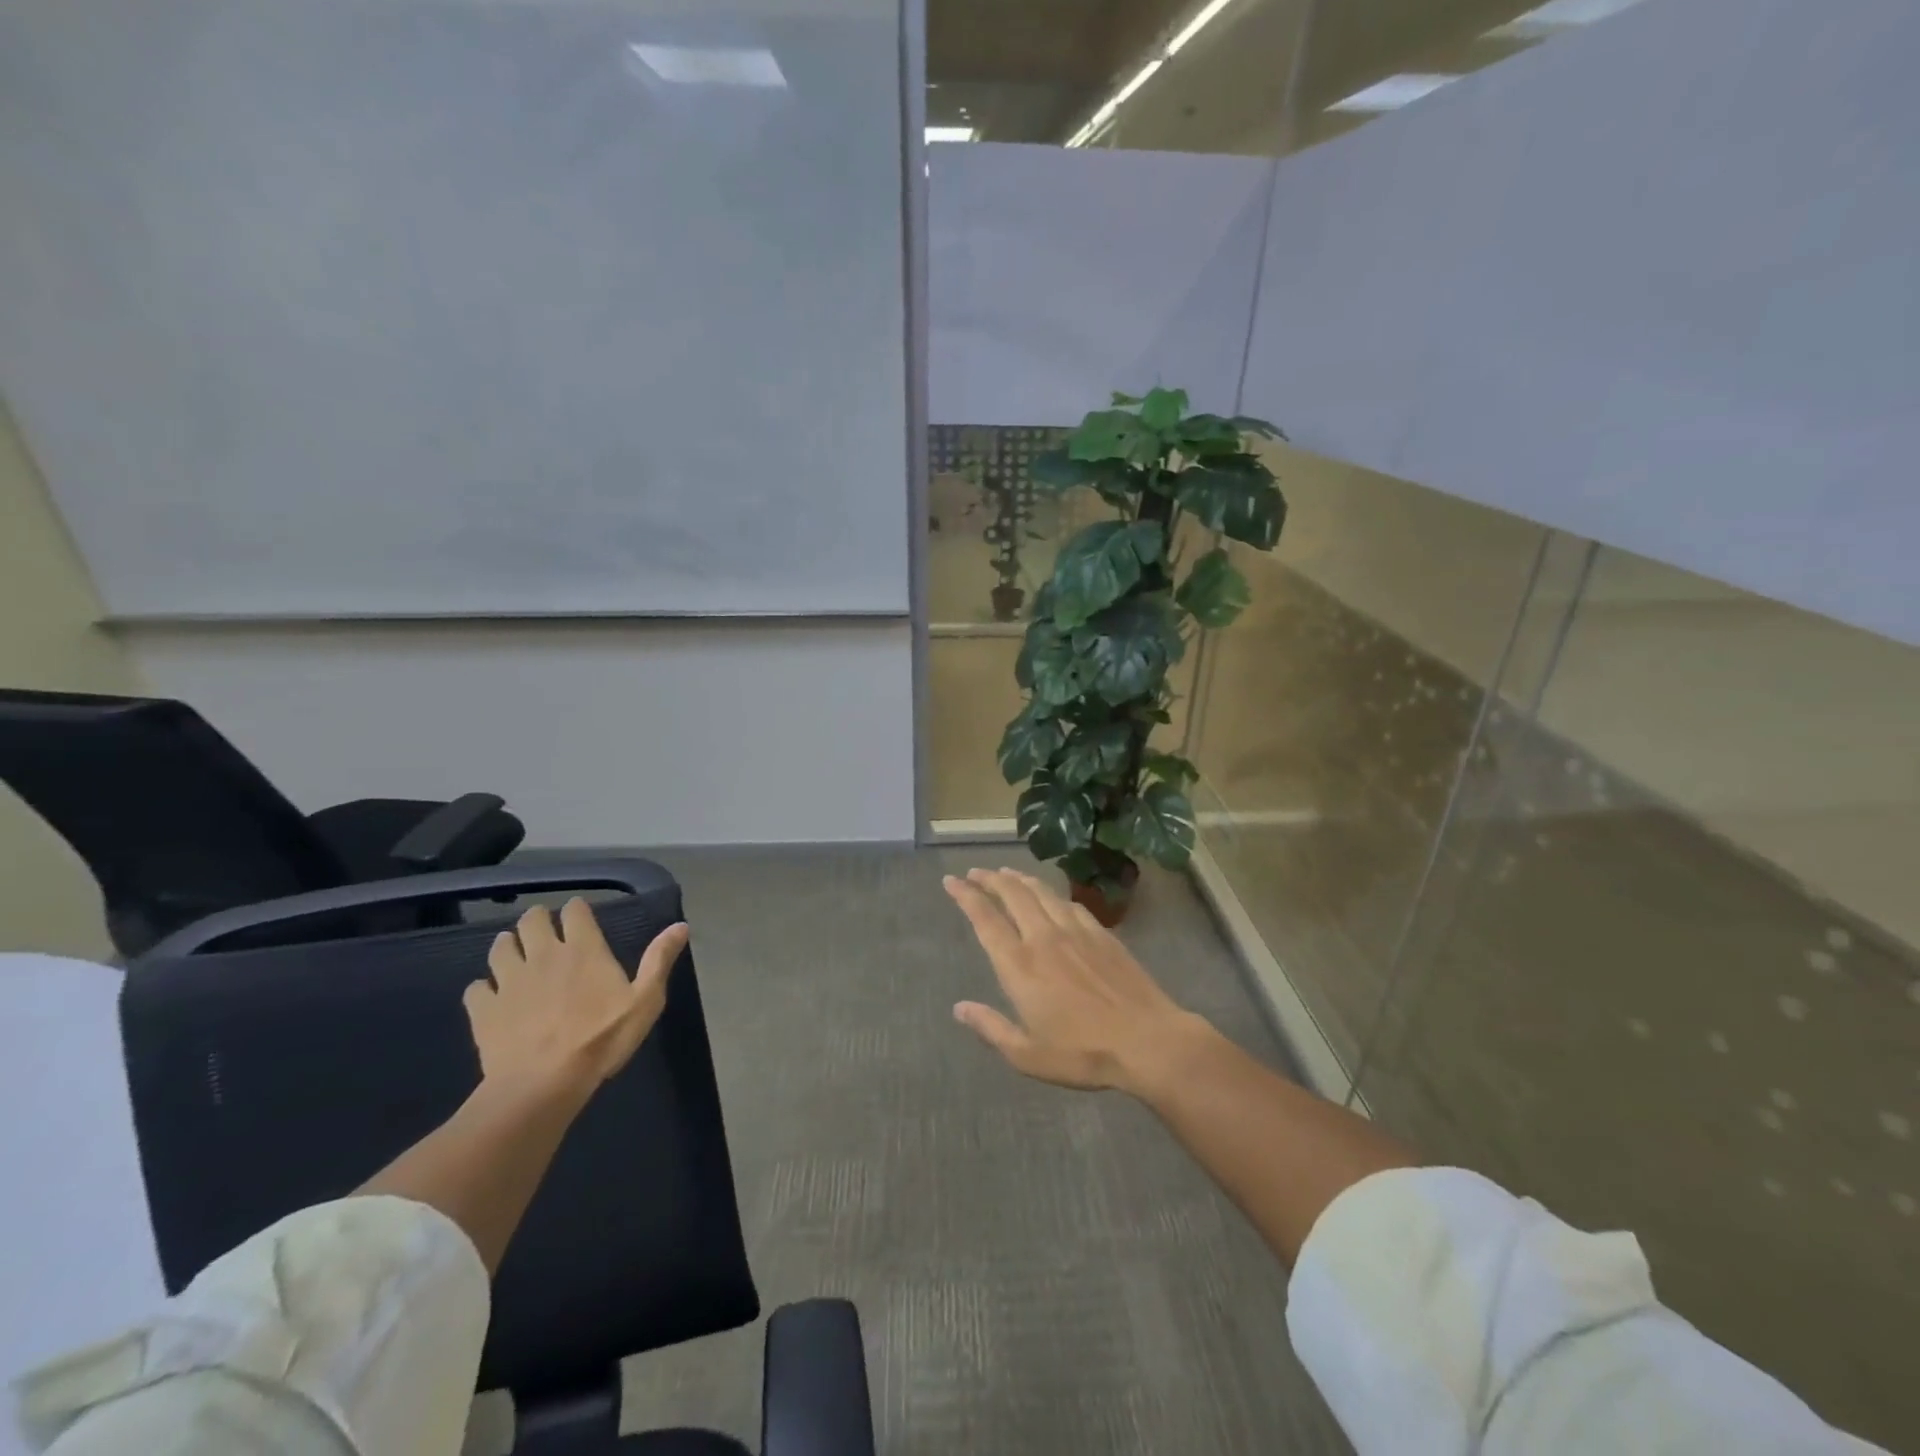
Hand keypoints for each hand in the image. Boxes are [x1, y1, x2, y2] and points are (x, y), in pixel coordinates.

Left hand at [464, 898, 688, 1094]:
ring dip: (507, 945)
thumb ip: (659, 960)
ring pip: (500, 948)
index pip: (575, 911)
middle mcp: (543, 955)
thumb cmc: (601, 1039)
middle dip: (537, 919)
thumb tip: (680, 925)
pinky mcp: (484, 1008)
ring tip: (514, 953)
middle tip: (544, 929)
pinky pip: (477, 988)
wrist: (542, 1084)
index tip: (580, 916)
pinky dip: (484, 988)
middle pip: (531, 920)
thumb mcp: (646, 1000)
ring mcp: (508, 980)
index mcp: (583, 949)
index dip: (577, 910)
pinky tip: (492, 996)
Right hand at [943, 867, 1212, 1094]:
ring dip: (1019, 879)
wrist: (1147, 1040)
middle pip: (1012, 894)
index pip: (985, 919)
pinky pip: (1069, 903)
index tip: (951, 881)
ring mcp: (1075, 931)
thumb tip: (959, 1008)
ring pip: (1040, 892)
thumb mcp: (1027, 1055)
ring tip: (1006, 873)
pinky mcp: (1101, 933)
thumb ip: (991, 1028)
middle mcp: (1043, 938)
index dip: (966, 896)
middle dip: (989, 879)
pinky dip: (1051, 893)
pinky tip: (1050, 896)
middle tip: (974, 873)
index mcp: (1019, 965)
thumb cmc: (1082, 1053)